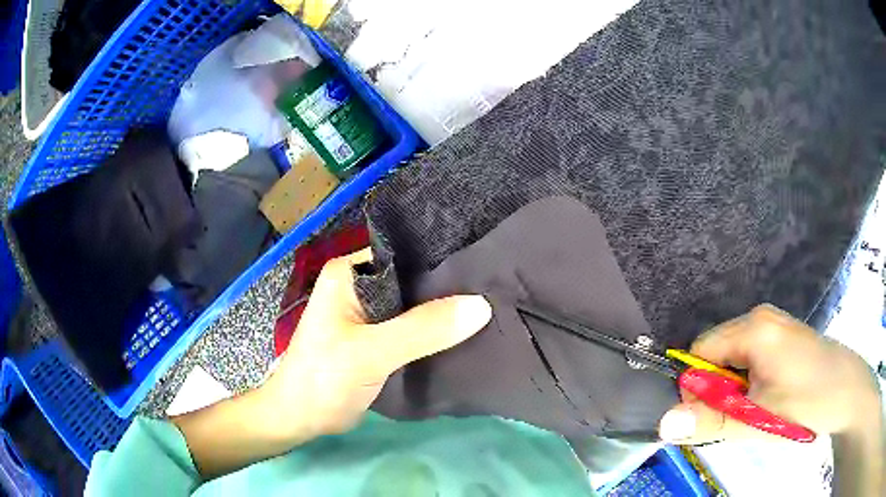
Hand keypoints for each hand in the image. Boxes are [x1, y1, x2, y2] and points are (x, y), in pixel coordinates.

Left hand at [262, 247, 492, 439]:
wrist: (302, 418)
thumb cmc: (324, 378)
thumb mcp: (372, 352)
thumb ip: (423, 329)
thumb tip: (482, 305)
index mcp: (351, 273)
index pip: (406, 254)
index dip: (444, 260)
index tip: (487, 267)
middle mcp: (361, 286)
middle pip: (414, 280)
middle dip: (450, 287)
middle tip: (496, 287)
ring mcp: (370, 313)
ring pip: (416, 306)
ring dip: (444, 312)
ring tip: (491, 306)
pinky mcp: (378, 338)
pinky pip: (414, 328)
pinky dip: (435, 332)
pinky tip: (467, 332)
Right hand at [658, 304, 882, 443]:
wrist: (848, 391)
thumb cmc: (808, 401)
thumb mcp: (759, 419)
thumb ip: (712, 421)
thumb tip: (664, 425)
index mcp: (754, 328)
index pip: (700, 353)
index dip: (697, 388)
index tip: (713, 418)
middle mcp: (760, 319)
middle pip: (716, 356)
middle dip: (718, 391)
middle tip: (739, 418)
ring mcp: (774, 327)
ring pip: (733, 361)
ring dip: (734, 392)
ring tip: (756, 411)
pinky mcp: (783, 339)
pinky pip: (750, 361)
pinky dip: (749, 385)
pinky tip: (768, 400)